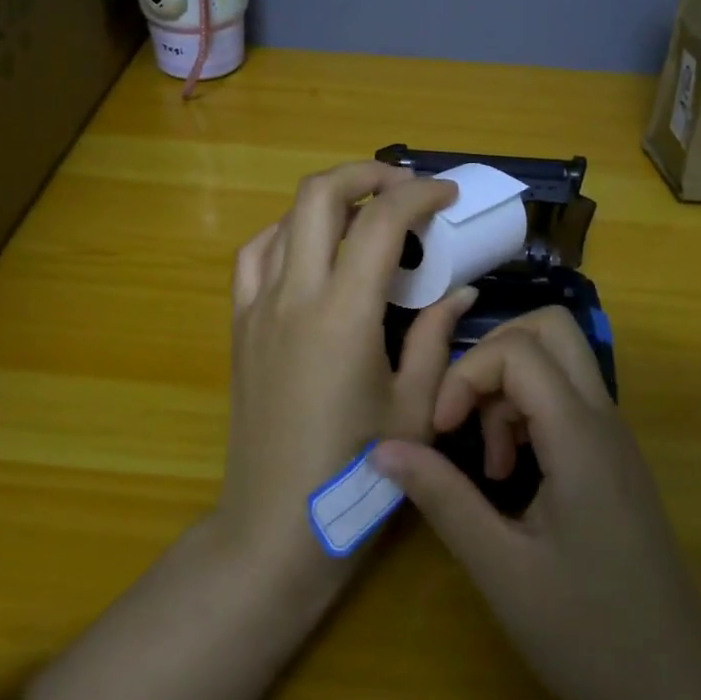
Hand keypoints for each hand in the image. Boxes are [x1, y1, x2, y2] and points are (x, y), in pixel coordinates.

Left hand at [220, 161, 474, 589]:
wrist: (274, 525)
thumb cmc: (354, 474)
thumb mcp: (414, 408)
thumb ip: (437, 337)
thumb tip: (461, 288)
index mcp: (344, 315)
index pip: (380, 222)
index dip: (418, 194)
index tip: (446, 195)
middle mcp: (293, 296)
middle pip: (319, 195)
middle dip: (366, 174)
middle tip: (404, 188)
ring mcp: (258, 308)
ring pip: (284, 218)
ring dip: (329, 201)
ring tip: (365, 217)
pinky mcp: (239, 325)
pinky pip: (255, 255)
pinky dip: (287, 233)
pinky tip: (312, 252)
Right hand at [371, 307, 700, 699]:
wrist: (679, 698)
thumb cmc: (588, 636)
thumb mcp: (500, 568)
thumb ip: (442, 497)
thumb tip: (382, 448)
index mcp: (580, 436)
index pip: (518, 350)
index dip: (466, 375)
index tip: (441, 431)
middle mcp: (604, 419)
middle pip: (551, 328)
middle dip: (493, 355)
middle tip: (465, 415)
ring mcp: (614, 438)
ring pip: (559, 360)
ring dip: (509, 388)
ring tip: (489, 462)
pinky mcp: (613, 460)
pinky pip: (567, 399)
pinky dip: (528, 411)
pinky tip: (513, 476)